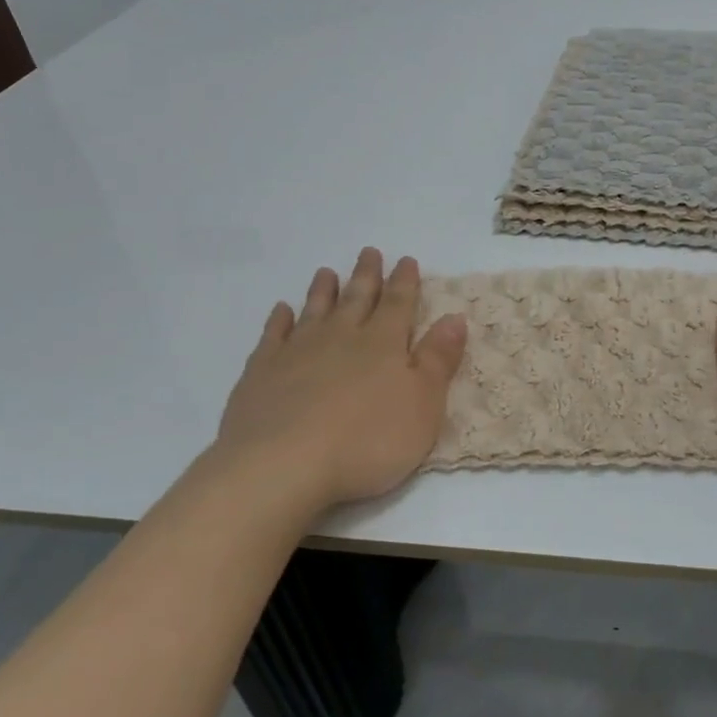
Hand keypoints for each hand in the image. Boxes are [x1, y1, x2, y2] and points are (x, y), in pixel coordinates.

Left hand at [209, 249, 467, 512]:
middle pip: (357, 299)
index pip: (398, 305)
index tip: (406, 260)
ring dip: (323, 291)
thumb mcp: (423, 405)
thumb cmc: (367, 440)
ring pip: (314, 311)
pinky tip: (281, 310)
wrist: (283, 464)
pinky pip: (273, 335)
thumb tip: (454, 318)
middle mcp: (341, 338)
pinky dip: (279, 320)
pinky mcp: (262, 372)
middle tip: (368, 252)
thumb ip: (438, 360)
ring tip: (326, 272)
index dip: (404, 282)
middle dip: (366, 276)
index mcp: (383, 345)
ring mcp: (297, 352)